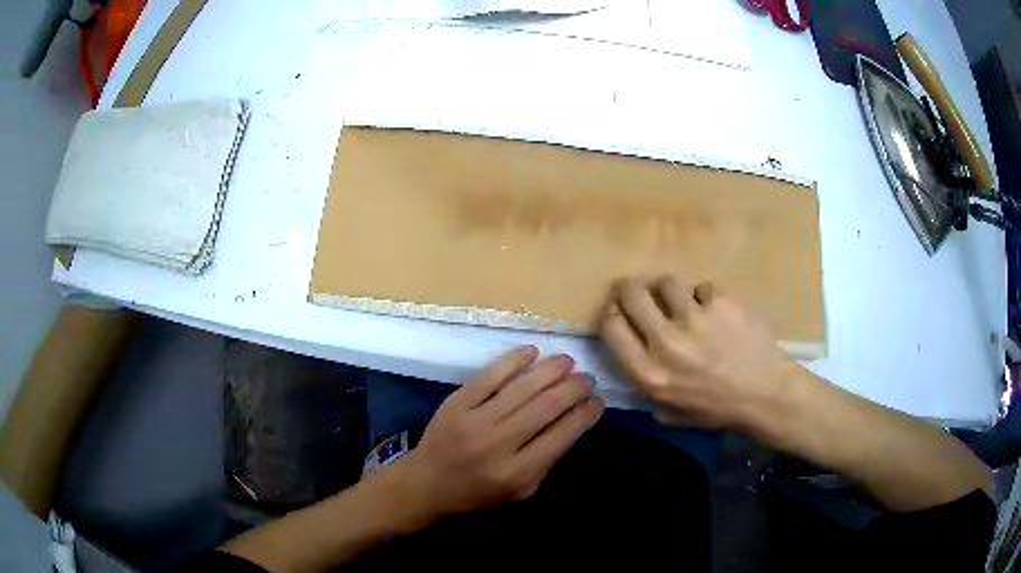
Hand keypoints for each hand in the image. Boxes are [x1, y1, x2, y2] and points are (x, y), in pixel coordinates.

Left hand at [394, 346, 603, 519]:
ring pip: (523, 388)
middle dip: (574, 388)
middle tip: (588, 379)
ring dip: (551, 370)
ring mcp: (475, 420)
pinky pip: (490, 376)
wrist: (425, 484)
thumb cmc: (477, 494)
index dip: (585, 415)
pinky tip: (532, 352)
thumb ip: (547, 462)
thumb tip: (573, 424)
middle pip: (546, 406)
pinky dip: (513, 361)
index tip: (598, 402)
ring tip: (568, 362)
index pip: (562, 435)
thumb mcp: (520, 492)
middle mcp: (499, 443)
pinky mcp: (457, 402)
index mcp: (518, 472)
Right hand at [600, 275, 800, 431]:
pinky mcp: (722, 301)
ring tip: (683, 301)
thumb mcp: (671, 413)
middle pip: (631, 293)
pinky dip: (707, 298)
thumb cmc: (718, 409)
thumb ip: (645, 389)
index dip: (611, 312)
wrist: (766, 394)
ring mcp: (696, 318)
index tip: (619, 310)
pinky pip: (703, 287)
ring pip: (667, 282)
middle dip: (630, 288)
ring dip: (671, 291)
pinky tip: (719, 313)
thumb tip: (633, 358)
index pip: (611, 326)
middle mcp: (666, 342)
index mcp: (649, 373)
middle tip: (639, 291)